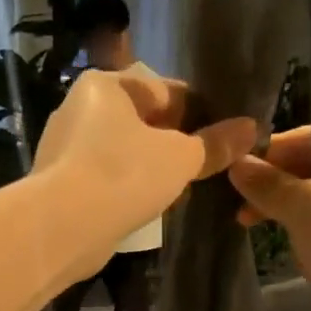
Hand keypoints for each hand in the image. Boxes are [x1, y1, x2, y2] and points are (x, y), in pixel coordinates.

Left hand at [34, 68, 255, 275]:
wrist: (62, 226)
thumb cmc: (124, 175)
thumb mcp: (180, 158)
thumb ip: (215, 144)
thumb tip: (250, 128)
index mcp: (106, 84)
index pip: (168, 90)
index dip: (201, 113)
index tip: (225, 138)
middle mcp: (80, 106)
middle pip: (144, 120)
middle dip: (175, 142)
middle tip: (206, 166)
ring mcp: (65, 146)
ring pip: (124, 150)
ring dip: (152, 166)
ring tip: (182, 189)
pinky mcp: (60, 181)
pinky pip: (106, 176)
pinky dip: (128, 186)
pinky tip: (148, 206)